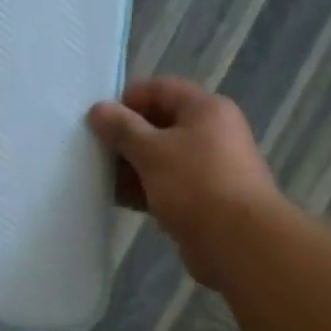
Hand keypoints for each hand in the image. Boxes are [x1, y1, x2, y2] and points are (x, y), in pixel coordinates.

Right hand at [88, 78, 282, 287]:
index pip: (161, 89)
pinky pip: (167, 185)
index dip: (127, 99)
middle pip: (160, 124)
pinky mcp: (203, 198)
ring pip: (162, 158)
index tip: (98, 118)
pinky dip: (144, 189)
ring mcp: (208, 167)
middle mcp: (211, 132)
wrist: (237, 241)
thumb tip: (98, 109)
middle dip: (126, 136)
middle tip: (93, 149)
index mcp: (205, 109)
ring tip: (98, 176)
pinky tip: (117, 199)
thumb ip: (122, 128)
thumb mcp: (152, 151)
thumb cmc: (195, 184)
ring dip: (131, 166)